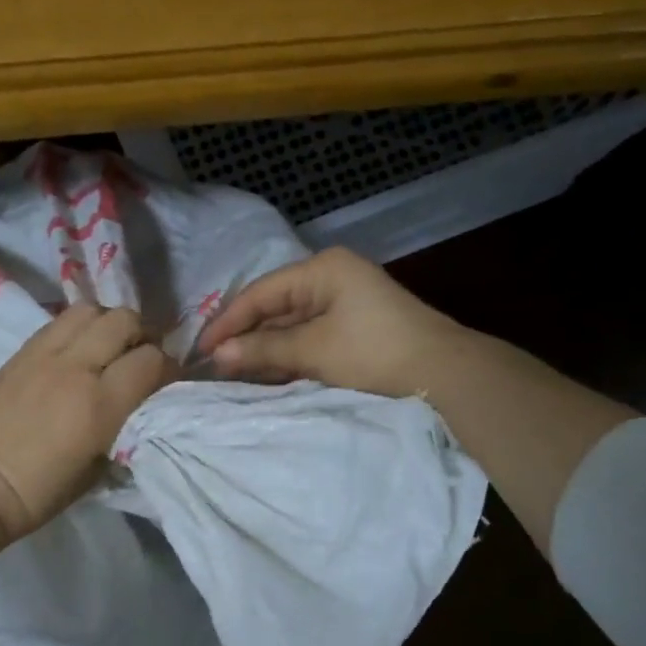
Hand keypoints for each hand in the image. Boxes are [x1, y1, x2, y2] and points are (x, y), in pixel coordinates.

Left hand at [0, 304, 173, 541]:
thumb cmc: (39, 493)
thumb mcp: (98, 471)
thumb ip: (123, 429)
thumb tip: (137, 407)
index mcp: (100, 405)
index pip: (151, 360)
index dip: (167, 367)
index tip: (164, 381)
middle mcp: (76, 368)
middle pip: (124, 320)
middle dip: (141, 335)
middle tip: (138, 357)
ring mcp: (44, 355)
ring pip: (90, 310)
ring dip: (107, 324)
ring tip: (106, 347)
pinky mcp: (20, 352)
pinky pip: (58, 322)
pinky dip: (77, 328)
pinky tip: (76, 351)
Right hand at [197, 247, 466, 398]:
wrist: (445, 375)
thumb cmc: (375, 352)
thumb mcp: (315, 350)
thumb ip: (264, 349)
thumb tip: (216, 356)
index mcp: (322, 269)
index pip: (261, 292)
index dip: (228, 321)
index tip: (200, 350)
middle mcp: (331, 278)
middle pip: (274, 306)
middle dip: (245, 336)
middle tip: (212, 364)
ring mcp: (344, 303)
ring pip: (290, 325)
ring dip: (264, 348)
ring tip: (232, 373)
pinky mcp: (353, 328)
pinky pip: (308, 338)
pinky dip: (287, 356)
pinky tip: (266, 375)